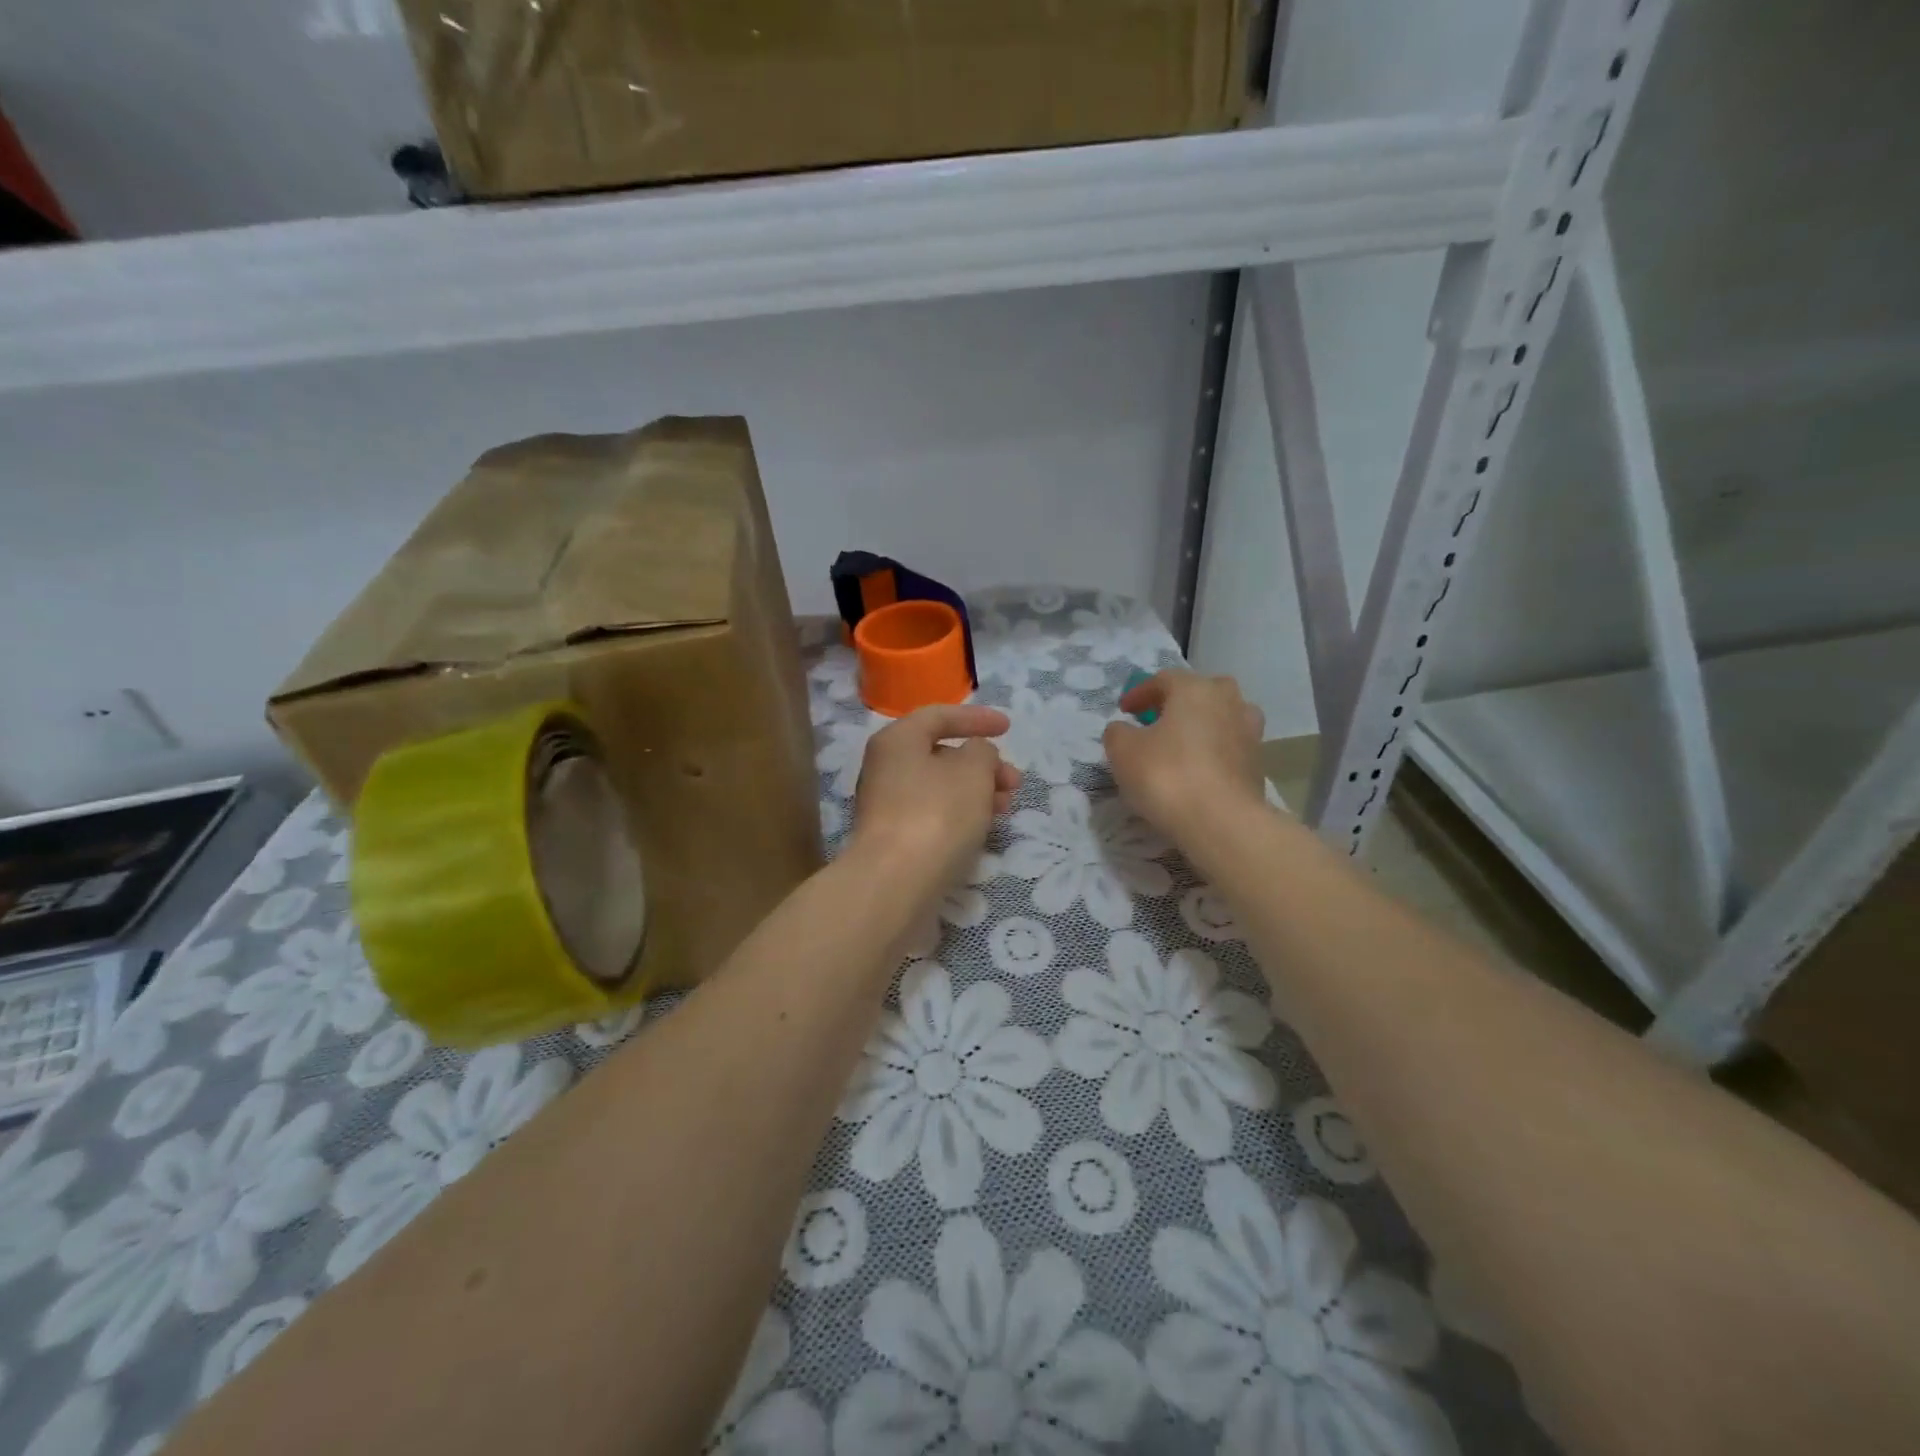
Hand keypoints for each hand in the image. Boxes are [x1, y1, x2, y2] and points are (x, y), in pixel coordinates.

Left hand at [850, 705, 1019, 891]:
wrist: (895, 883)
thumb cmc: (937, 814)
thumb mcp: (973, 771)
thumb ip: (982, 752)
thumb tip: (976, 756)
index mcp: (897, 740)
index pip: (939, 716)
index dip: (976, 719)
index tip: (1009, 728)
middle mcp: (886, 768)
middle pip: (941, 755)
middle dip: (983, 764)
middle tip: (1014, 782)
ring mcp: (887, 806)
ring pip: (940, 787)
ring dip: (977, 791)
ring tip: (1006, 809)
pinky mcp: (894, 839)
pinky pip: (933, 814)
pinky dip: (961, 814)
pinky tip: (982, 829)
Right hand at [1104, 670, 1265, 839]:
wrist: (1221, 822)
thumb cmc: (1167, 775)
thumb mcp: (1123, 751)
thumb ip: (1118, 733)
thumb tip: (1124, 729)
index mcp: (1195, 689)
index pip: (1164, 679)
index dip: (1139, 693)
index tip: (1124, 711)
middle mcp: (1228, 701)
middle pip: (1201, 692)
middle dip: (1179, 703)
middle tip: (1158, 721)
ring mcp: (1249, 732)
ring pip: (1222, 718)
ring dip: (1202, 725)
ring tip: (1182, 746)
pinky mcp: (1258, 764)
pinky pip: (1230, 747)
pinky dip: (1214, 752)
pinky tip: (1198, 771)